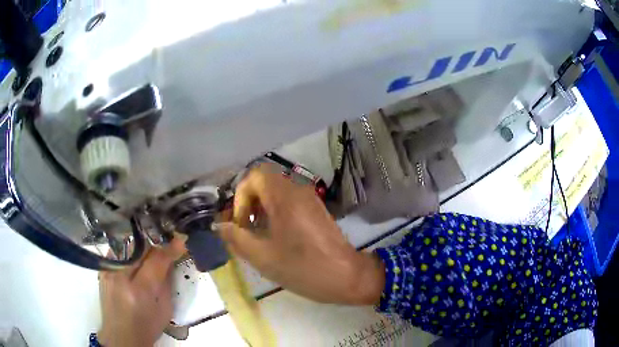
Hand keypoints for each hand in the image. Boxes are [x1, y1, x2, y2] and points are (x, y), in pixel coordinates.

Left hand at [97, 237, 185, 346]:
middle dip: (155, 245)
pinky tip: (134, 258)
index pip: (156, 260)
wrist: (121, 334)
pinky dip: (129, 251)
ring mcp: (109, 271)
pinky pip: (117, 251)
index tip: (180, 241)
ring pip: (127, 245)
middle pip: (140, 247)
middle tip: (165, 247)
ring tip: (150, 252)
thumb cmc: (147, 327)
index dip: (169, 249)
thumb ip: (166, 283)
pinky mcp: (102, 270)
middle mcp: (121, 276)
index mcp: (140, 291)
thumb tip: (170, 260)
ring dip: (142, 247)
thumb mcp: (165, 310)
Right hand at [215, 163, 383, 304]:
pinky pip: (290, 200)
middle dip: (249, 202)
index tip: (241, 223)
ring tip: (258, 235)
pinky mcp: (317, 209)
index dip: (240, 196)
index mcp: (284, 197)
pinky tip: (276, 237)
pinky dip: (276, 212)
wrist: (347, 276)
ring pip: (277, 191)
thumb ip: (237, 238)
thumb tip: (219, 226)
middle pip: (265, 182)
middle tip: (246, 228)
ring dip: (262, 208)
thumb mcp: (263, 257)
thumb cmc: (303, 267)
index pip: (254, 175)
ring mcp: (310, 199)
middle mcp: (298, 190)